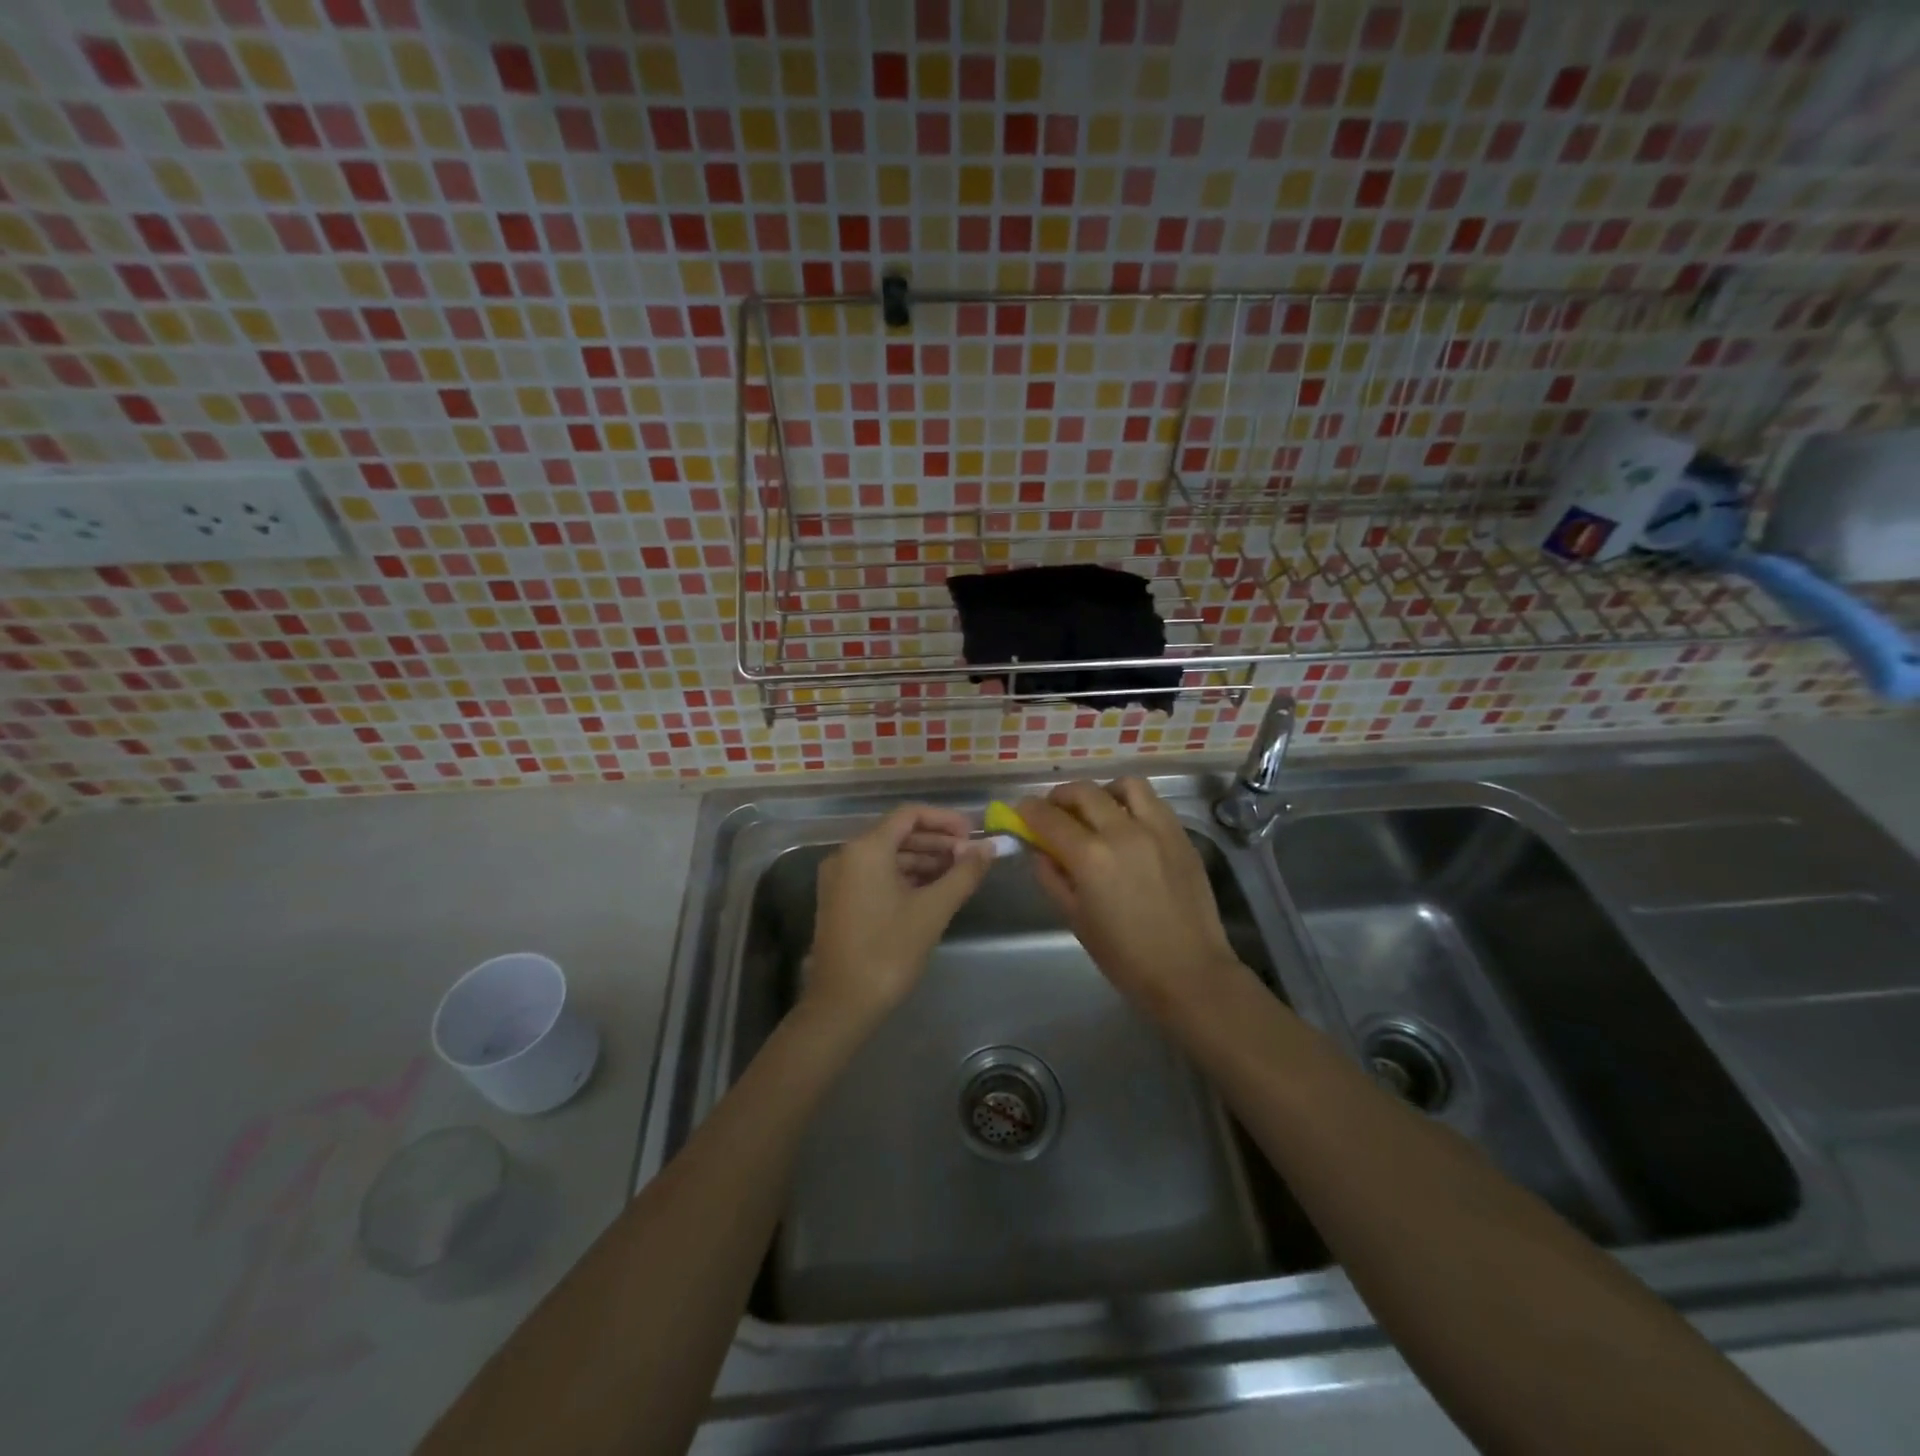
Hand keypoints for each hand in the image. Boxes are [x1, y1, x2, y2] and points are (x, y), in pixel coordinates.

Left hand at [805, 804, 993, 1029]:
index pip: (910, 815)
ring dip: (924, 860)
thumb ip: (964, 873)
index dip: (945, 819)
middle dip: (937, 841)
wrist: (842, 1004)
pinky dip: (906, 876)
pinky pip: (877, 874)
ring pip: (888, 855)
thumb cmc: (889, 951)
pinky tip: (932, 890)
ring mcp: (840, 878)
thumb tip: (989, 847)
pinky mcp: (840, 900)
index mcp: (866, 849)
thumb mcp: (933, 910)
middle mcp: (847, 855)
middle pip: (898, 833)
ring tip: (958, 874)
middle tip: (971, 857)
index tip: (973, 834)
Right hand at [1017, 779, 1247, 1021]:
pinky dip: (1133, 803)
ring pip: (1125, 785)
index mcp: (1091, 857)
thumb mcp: (1075, 919)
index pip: (1049, 818)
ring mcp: (1157, 829)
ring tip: (1097, 809)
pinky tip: (1128, 824)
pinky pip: (1153, 802)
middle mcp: (1122, 831)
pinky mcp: (1181, 835)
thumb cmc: (1125, 956)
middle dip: (1060, 796)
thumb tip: (1038, 850)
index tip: (1022, 810)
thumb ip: (1052, 878)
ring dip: (1102, 791)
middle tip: (1053, 810)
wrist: (1190, 972)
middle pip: (1084, 792)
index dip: (1029, 810)